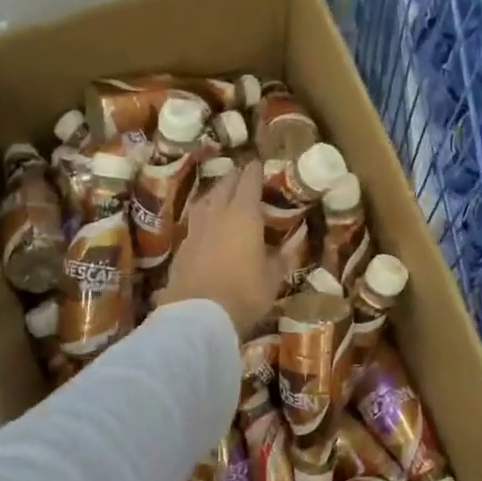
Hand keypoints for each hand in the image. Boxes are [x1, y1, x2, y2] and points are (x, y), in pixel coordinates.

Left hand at [154, 161, 282, 336]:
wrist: (199, 315)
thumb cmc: (245, 293)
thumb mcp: (273, 276)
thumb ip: (285, 253)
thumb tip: (299, 234)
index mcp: (244, 214)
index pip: (249, 181)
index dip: (255, 171)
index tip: (260, 165)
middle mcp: (218, 213)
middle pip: (225, 185)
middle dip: (236, 177)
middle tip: (244, 176)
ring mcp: (196, 228)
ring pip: (206, 199)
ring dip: (216, 192)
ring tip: (224, 193)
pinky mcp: (182, 245)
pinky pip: (195, 219)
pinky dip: (204, 214)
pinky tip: (207, 222)